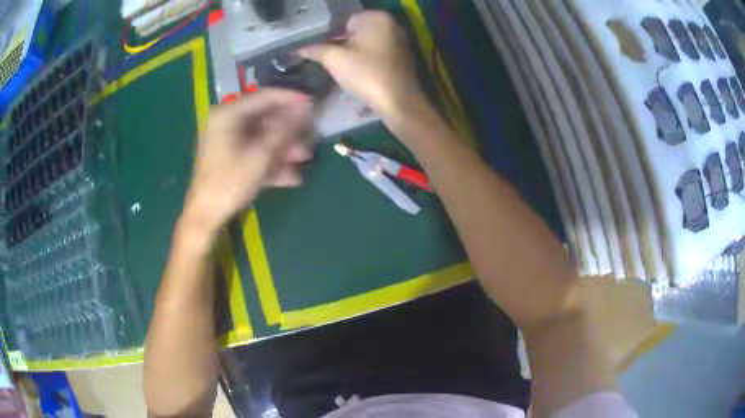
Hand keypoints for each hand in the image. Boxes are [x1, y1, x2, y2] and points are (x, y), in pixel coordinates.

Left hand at [182, 89, 312, 235]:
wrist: (205, 215)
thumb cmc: (230, 182)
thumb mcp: (261, 155)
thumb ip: (284, 129)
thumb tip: (305, 107)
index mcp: (228, 114)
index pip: (266, 97)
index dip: (292, 99)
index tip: (314, 102)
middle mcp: (227, 121)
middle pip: (266, 118)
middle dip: (290, 131)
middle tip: (310, 137)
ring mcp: (227, 139)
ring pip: (262, 136)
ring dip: (284, 148)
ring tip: (304, 159)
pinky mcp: (229, 155)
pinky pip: (254, 151)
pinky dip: (271, 160)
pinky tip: (291, 175)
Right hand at [298, 11, 423, 116]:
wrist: (398, 101)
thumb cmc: (365, 74)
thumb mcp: (334, 60)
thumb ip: (315, 50)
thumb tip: (298, 49)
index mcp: (376, 17)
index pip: (345, 23)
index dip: (334, 39)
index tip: (331, 55)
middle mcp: (392, 24)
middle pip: (358, 32)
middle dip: (345, 46)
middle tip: (339, 64)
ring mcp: (401, 40)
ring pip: (369, 43)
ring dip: (357, 54)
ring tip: (350, 71)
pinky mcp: (405, 56)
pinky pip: (380, 53)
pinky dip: (370, 60)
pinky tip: (365, 74)